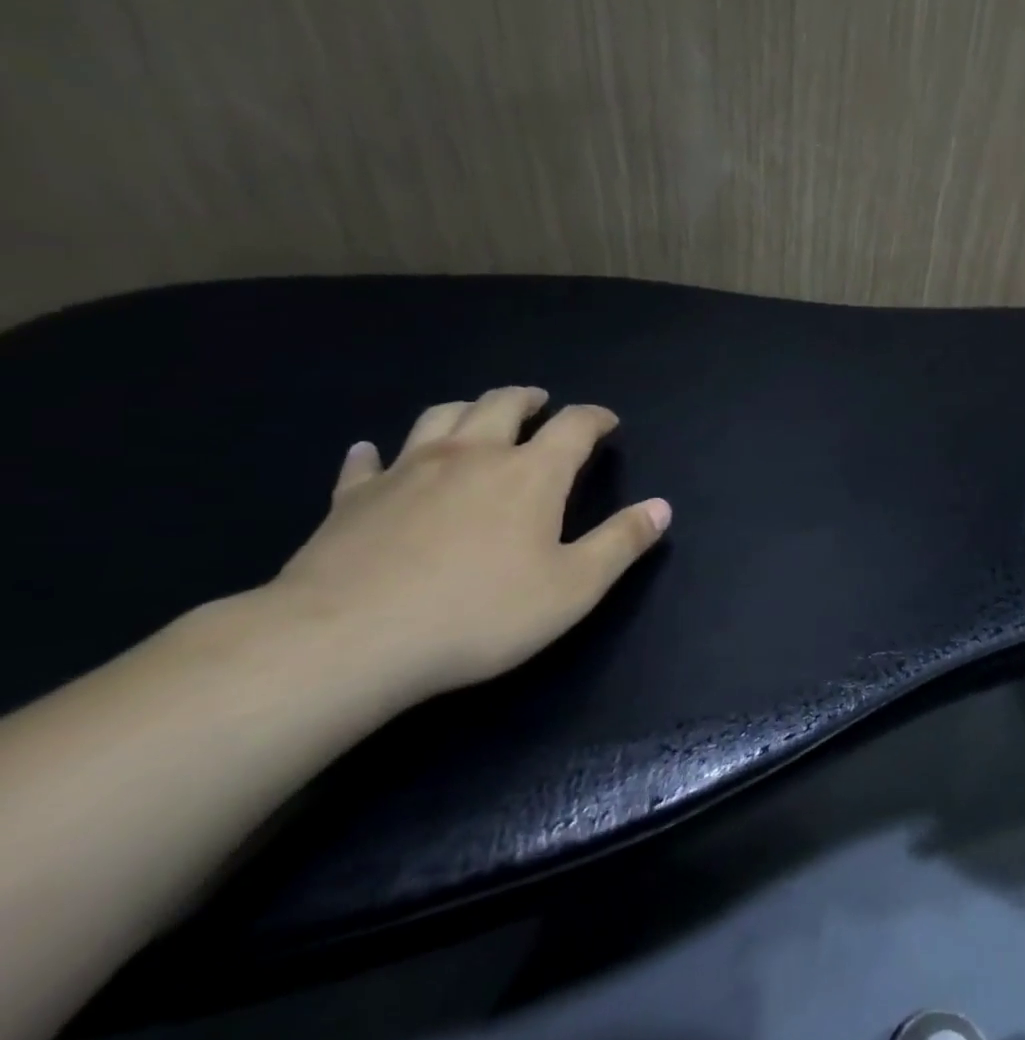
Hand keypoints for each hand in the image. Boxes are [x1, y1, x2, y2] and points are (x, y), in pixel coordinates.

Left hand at [261, 387, 670, 704]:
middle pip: (502, 404)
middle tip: (541, 402)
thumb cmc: (480, 613)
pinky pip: (366, 462)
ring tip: (478, 414)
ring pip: (441, 417)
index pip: (573, 426)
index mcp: (531, 473)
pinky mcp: (352, 498)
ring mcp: (406, 471)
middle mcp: (472, 455)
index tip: (607, 421)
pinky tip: (372, 453)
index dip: (595, 418)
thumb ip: (621, 542)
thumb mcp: (574, 587)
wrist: (347, 640)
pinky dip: (376, 453)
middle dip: (529, 399)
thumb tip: (662, 507)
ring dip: (467, 408)